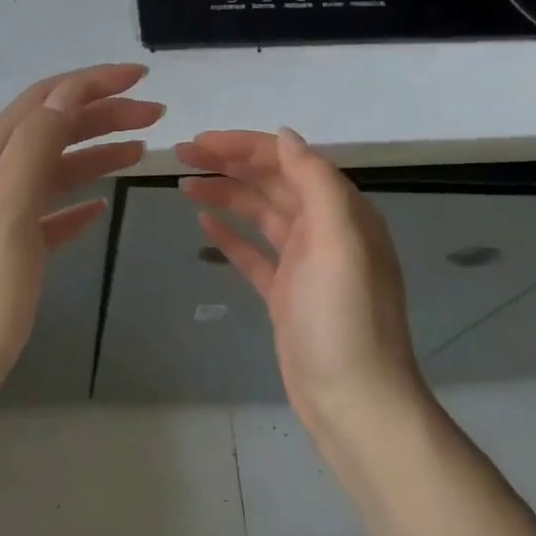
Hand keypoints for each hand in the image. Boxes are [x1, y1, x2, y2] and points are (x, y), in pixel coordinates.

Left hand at [0, 64, 163, 401]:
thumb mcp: (8, 206)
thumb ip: (37, 144)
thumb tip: (69, 93)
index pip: (45, 100)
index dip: (92, 83)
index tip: (142, 78)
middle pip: (54, 129)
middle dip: (103, 114)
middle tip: (155, 116)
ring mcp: (2, 217)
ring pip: (56, 169)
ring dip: (97, 153)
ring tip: (141, 151)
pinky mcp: (13, 253)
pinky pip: (51, 213)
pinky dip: (78, 202)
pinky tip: (99, 209)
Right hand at [176, 128, 426, 433]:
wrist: (353, 400)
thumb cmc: (344, 318)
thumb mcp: (338, 241)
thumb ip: (316, 182)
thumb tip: (285, 136)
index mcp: (340, 211)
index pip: (288, 161)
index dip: (244, 146)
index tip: (200, 142)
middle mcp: (324, 230)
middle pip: (271, 183)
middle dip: (229, 164)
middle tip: (182, 154)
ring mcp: (304, 263)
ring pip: (259, 214)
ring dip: (225, 195)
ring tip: (184, 184)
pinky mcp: (285, 293)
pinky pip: (253, 253)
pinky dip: (230, 235)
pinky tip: (203, 223)